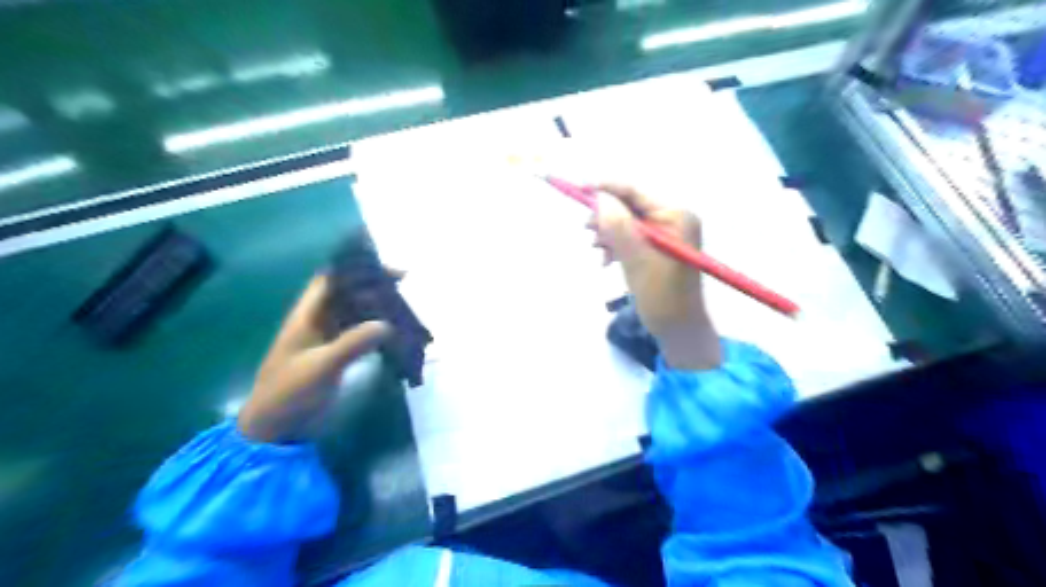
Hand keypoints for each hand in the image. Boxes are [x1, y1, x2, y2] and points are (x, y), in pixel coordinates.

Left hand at [238, 276, 393, 442]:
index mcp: (308, 315)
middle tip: (403, 288)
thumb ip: (353, 343)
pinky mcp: (335, 354)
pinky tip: (394, 333)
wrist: (275, 427)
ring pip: (354, 312)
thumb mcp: (321, 367)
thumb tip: (388, 323)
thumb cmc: (290, 392)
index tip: (388, 271)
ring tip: (404, 307)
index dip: (357, 268)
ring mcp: (327, 338)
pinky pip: (359, 332)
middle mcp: (318, 321)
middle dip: (373, 286)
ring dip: (376, 307)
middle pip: (347, 293)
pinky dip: (376, 329)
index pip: (331, 279)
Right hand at [592, 183, 723, 370]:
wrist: (679, 330)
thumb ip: (618, 226)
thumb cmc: (662, 296)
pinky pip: (631, 237)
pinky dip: (616, 245)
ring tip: (597, 250)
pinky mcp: (659, 248)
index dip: (605, 189)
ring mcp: (667, 234)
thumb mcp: (636, 260)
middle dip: (606, 218)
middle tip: (586, 232)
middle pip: (629, 206)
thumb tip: (599, 197)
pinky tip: (606, 260)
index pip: (634, 192)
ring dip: (608, 234)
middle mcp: (673, 218)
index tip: (578, 189)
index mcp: (676, 216)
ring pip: (627, 222)